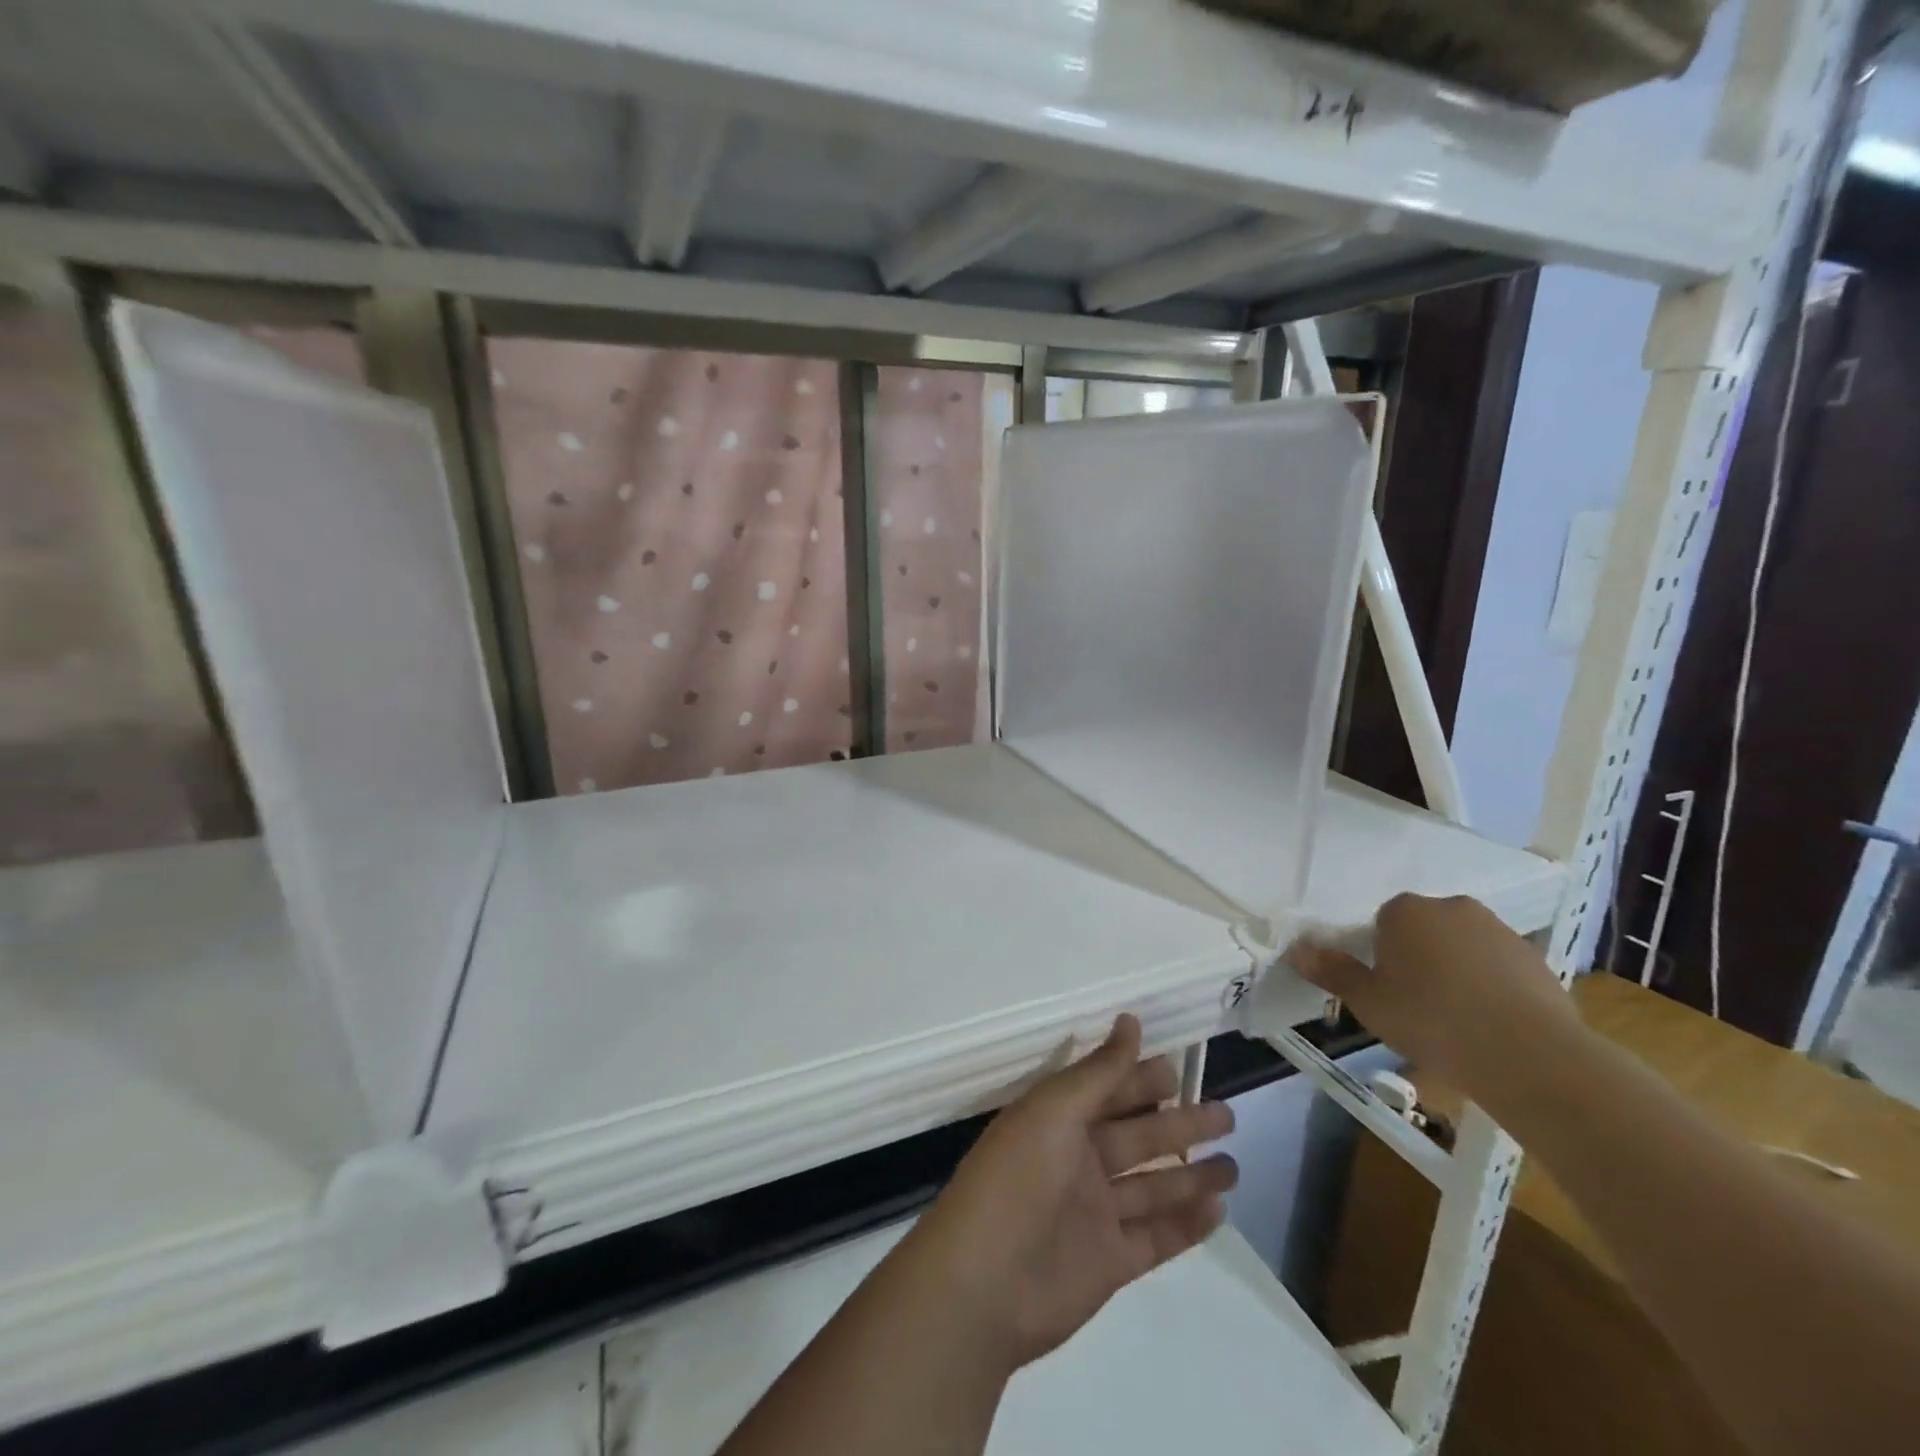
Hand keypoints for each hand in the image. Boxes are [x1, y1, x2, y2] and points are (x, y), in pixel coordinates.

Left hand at [895, 1015, 1236, 1370]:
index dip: (1141, 1079)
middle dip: (1179, 1123)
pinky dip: (1186, 1225)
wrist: (984, 1283)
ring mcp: (1096, 1213)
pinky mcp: (1111, 1262)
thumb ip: (1099, 1072)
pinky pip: (1156, 1236)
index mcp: (1058, 1121)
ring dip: (1191, 1174)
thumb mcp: (1054, 1111)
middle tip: (1225, 1113)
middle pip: (1138, 1137)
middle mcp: (1078, 1162)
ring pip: (1153, 1187)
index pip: (1109, 1091)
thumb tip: (1130, 1020)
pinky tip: (1218, 1210)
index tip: (1180, 1067)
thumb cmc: (1016, 1179)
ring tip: (1234, 1163)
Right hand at [1291, 893, 1583, 1108]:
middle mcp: (1453, 908)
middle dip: (1419, 958)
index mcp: (1406, 910)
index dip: (1381, 955)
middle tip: (1415, 1004)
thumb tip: (1296, 950)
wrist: (1529, 1055)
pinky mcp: (1538, 960)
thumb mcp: (1368, 1002)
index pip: (1382, 922)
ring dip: (1458, 971)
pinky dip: (1493, 988)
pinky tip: (1491, 1025)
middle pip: (1425, 930)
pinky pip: (1501, 969)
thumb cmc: (1431, 1020)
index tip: (1385, 989)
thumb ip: (1333, 972)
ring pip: (1464, 947)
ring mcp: (1500, 931)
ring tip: (1456, 1020)